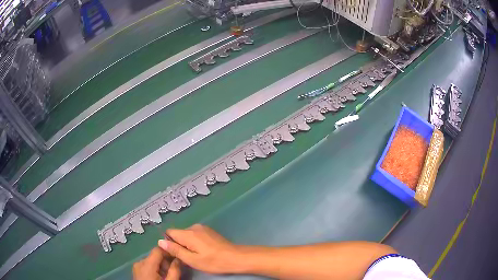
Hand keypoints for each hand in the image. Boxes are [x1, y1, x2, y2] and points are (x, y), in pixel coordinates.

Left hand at [133, 247, 180, 279]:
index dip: (168, 251)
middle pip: (155, 256)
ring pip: (151, 261)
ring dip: (161, 266)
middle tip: (174, 270)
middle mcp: (139, 263)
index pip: (158, 250)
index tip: (178, 256)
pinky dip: (155, 270)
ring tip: (168, 276)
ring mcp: (137, 267)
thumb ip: (175, 270)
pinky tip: (160, 278)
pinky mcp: (136, 272)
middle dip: (166, 262)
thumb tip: (178, 258)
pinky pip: (147, 266)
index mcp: (146, 264)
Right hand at [158, 224, 242, 273]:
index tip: (175, 254)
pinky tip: (203, 252)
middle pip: (178, 234)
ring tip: (196, 256)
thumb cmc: (213, 262)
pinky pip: (195, 235)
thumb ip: (175, 250)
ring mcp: (203, 228)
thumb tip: (160, 242)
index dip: (169, 243)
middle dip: (179, 245)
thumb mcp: (192, 260)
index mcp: (188, 233)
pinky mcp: (209, 231)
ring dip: (187, 244)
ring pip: (187, 235)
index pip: (169, 232)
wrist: (236, 257)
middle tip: (187, 258)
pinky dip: (195, 243)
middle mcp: (194, 227)